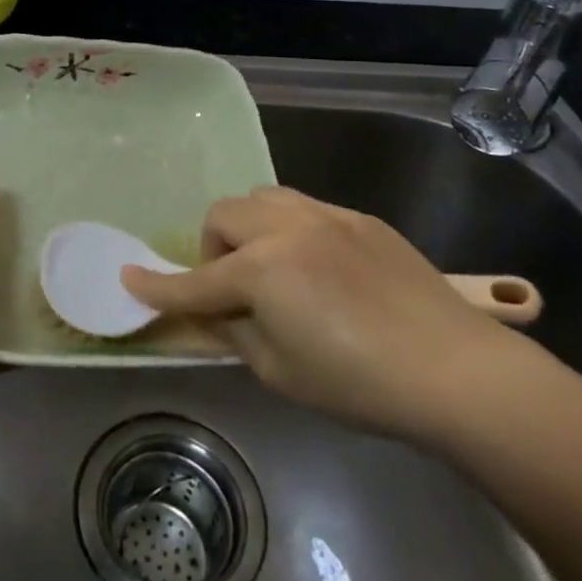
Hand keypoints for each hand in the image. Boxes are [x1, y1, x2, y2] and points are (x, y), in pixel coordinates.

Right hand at [120, 186, 527, 444]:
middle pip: (224, 214)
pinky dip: (291, 229)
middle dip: (213, 248)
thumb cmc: (357, 382)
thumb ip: (236, 333)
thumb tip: (214, 314)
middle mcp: (285, 227)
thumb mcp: (280, 372)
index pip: (195, 281)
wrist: (453, 367)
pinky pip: (305, 208)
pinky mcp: (359, 218)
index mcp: (261, 269)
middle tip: (234, 289)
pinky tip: (319, 267)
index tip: (128, 278)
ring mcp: (326, 215)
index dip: (158, 286)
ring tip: (271, 267)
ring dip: (250, 227)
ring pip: (263, 198)